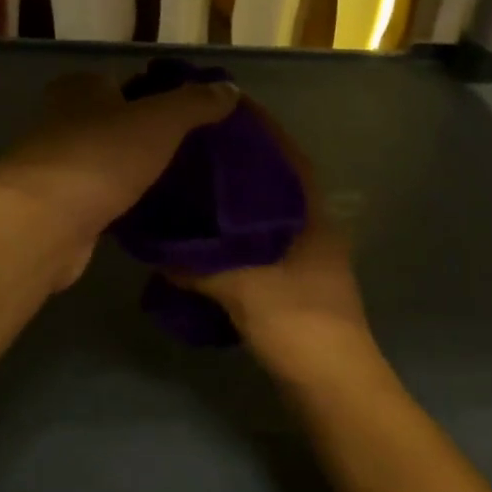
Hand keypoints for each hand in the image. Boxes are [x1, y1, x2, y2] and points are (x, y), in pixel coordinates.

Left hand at [0, 72, 237, 284]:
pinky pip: (100, 197)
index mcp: (81, 88)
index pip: (125, 81)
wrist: (46, 222)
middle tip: (190, 151)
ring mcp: (58, 165)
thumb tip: (229, 88)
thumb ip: (195, 103)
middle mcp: (63, 120)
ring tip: (177, 181)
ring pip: (107, 161)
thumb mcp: (160, 120)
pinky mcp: (59, 207)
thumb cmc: (102, 156)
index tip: (191, 115)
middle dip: (146, 134)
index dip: (158, 94)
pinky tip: (149, 211)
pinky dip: (121, 201)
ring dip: (133, 170)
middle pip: (114, 122)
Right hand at [180, 101, 371, 372]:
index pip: (287, 156)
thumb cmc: (299, 323)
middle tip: (196, 145)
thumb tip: (158, 251)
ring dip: (236, 200)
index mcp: (312, 215)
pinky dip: (233, 236)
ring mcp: (306, 257)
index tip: (226, 108)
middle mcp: (313, 228)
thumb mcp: (244, 288)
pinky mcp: (293, 283)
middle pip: (275, 182)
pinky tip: (204, 240)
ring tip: (194, 185)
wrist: (333, 383)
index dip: (261, 129)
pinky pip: (258, 245)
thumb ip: (199, 266)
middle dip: (241, 162)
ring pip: (266, 215)